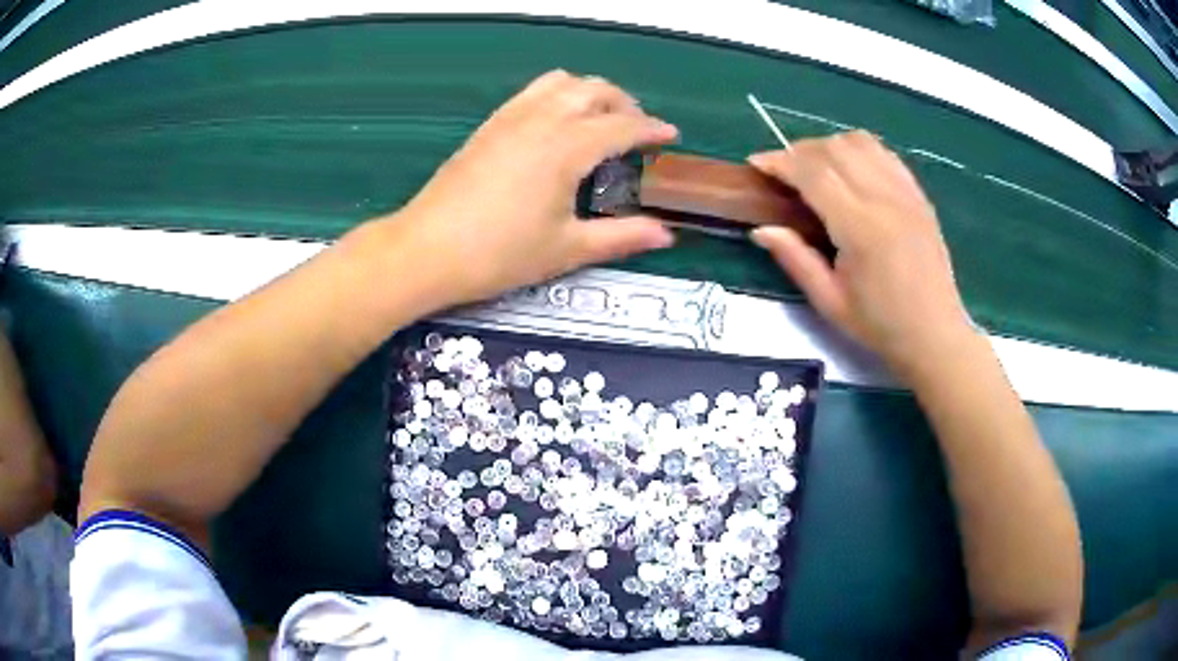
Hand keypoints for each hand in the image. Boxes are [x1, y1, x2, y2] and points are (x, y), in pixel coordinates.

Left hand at [390, 70, 677, 306]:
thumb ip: (621, 237)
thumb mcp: (567, 250)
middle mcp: (542, 119)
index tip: (670, 136)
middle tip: (638, 130)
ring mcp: (511, 117)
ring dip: (590, 92)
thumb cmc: (499, 254)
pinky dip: (557, 94)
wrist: (427, 249)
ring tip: (600, 119)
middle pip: (595, 90)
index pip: (622, 126)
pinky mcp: (490, 124)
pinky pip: (532, 92)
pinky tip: (557, 122)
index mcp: (567, 147)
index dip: (652, 129)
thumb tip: (665, 234)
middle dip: (625, 104)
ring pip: (562, 82)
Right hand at [748, 131, 975, 376]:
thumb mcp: (829, 302)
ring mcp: (905, 193)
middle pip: (834, 148)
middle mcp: (884, 198)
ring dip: (830, 146)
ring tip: (816, 168)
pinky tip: (850, 170)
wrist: (934, 334)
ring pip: (860, 142)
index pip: (813, 172)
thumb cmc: (880, 325)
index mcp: (860, 227)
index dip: (780, 161)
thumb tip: (761, 229)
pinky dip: (859, 151)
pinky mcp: (918, 195)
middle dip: (799, 151)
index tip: (757, 163)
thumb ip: (795, 259)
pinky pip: (884, 154)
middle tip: (783, 171)